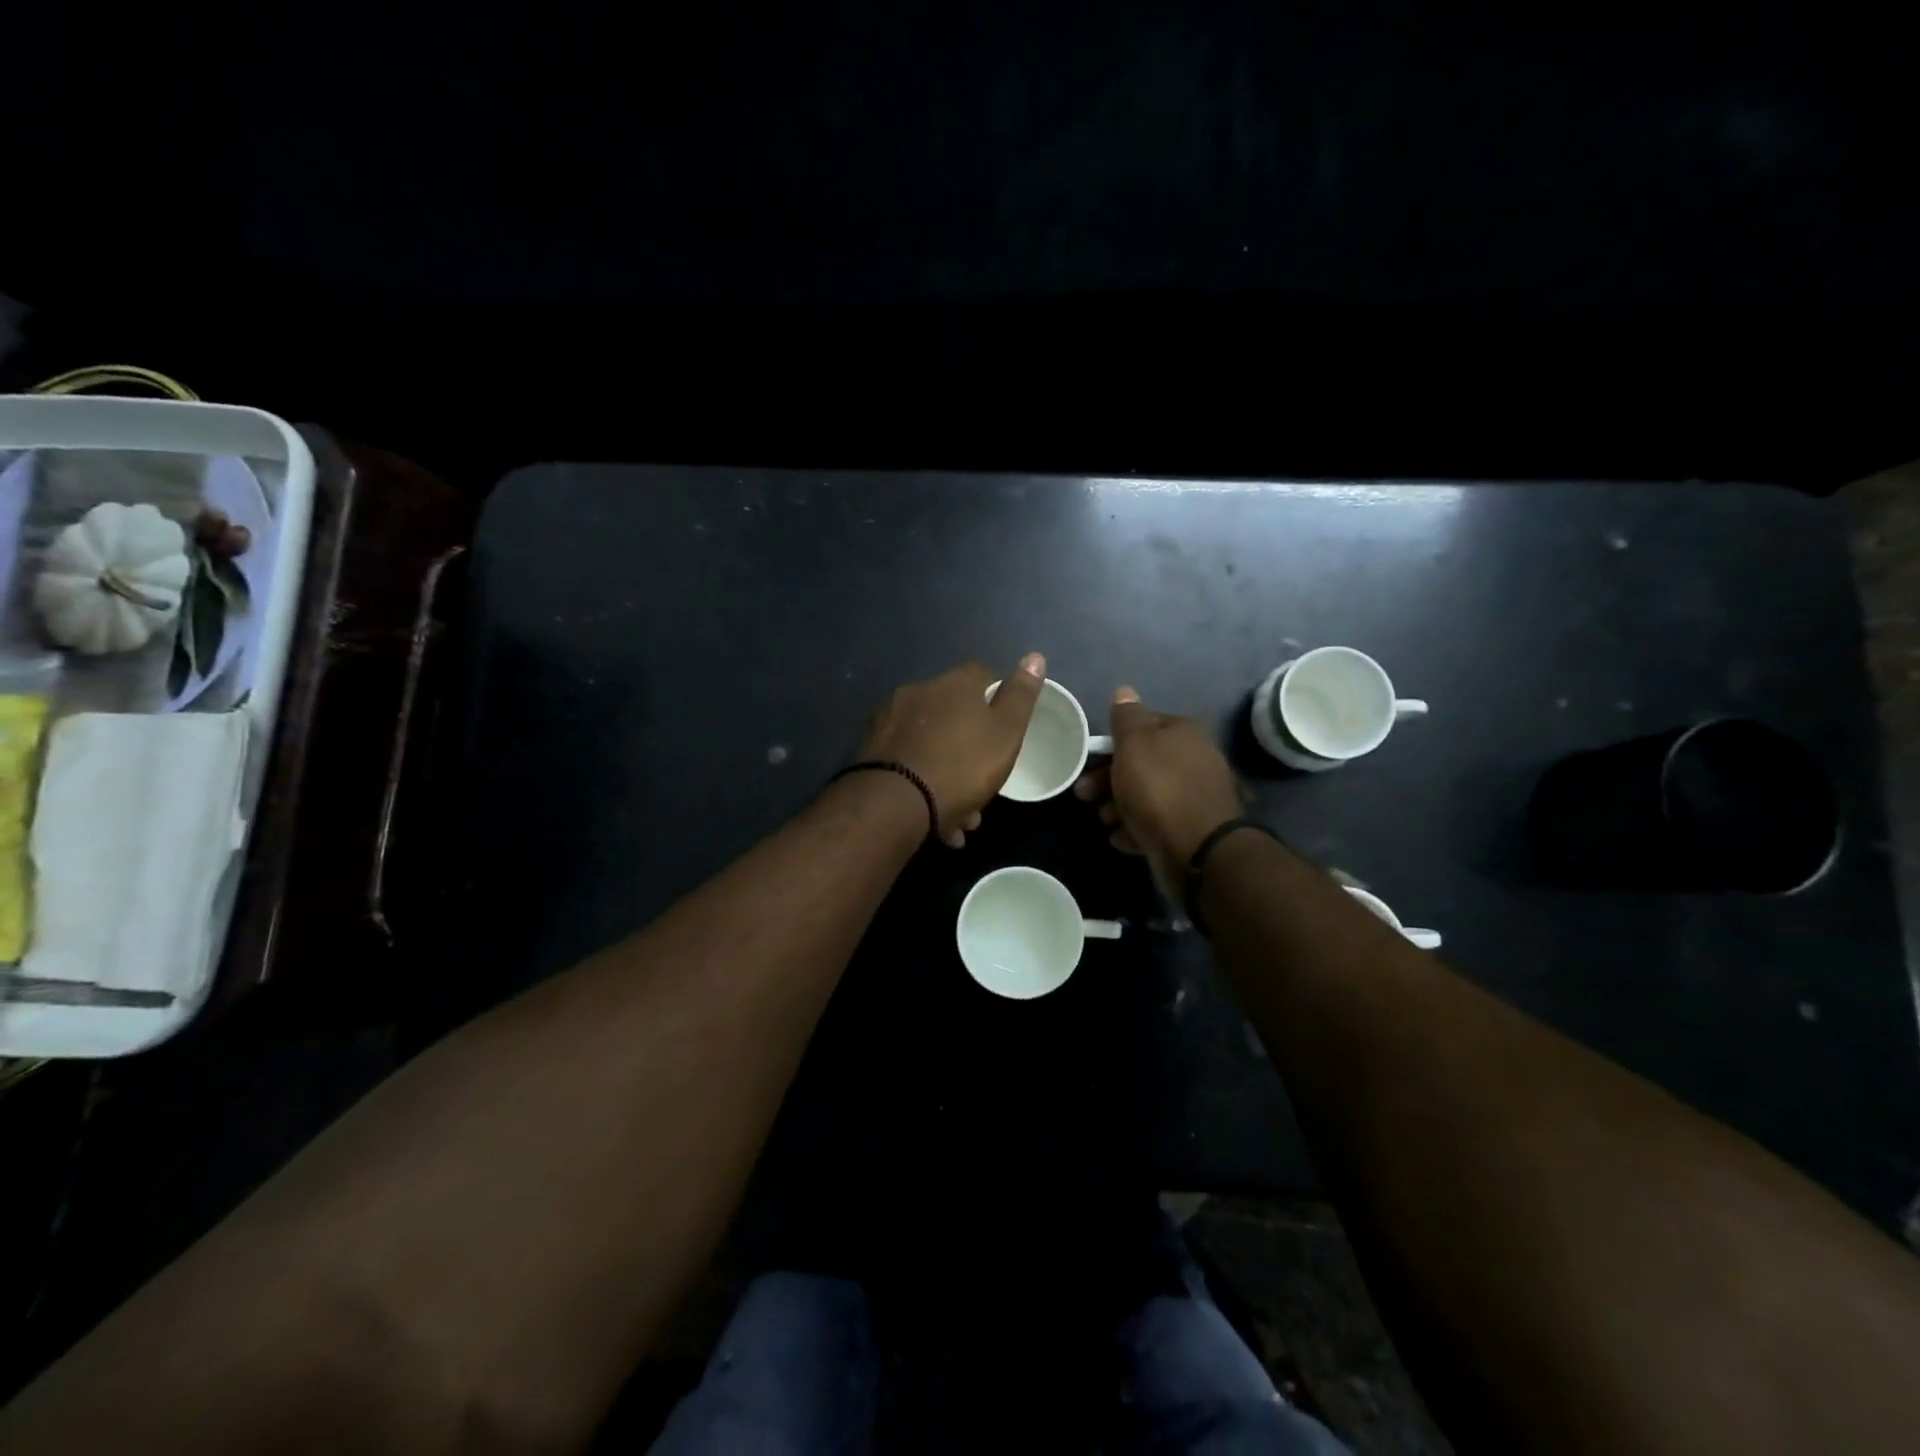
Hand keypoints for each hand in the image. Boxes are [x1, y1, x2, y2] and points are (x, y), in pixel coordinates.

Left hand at [857, 653, 1046, 845]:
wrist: (895, 803)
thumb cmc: (962, 766)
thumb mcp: (1006, 733)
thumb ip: (1021, 697)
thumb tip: (1035, 656)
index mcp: (954, 684)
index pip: (983, 677)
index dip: (997, 701)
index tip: (1005, 731)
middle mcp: (918, 692)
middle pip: (953, 715)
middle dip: (970, 749)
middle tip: (983, 786)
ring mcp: (890, 720)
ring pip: (931, 744)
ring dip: (947, 774)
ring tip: (960, 815)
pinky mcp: (871, 750)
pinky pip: (908, 763)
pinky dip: (922, 783)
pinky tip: (934, 818)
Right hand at [1074, 685, 1244, 893]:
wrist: (1196, 850)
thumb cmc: (1158, 788)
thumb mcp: (1134, 744)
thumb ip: (1127, 717)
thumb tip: (1125, 691)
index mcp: (1184, 733)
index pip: (1142, 726)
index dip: (1112, 743)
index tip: (1088, 761)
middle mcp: (1194, 759)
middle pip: (1142, 763)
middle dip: (1109, 778)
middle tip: (1084, 795)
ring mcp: (1194, 796)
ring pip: (1146, 794)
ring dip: (1119, 806)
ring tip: (1105, 820)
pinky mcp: (1191, 829)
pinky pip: (1156, 822)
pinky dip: (1136, 828)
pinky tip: (1122, 838)